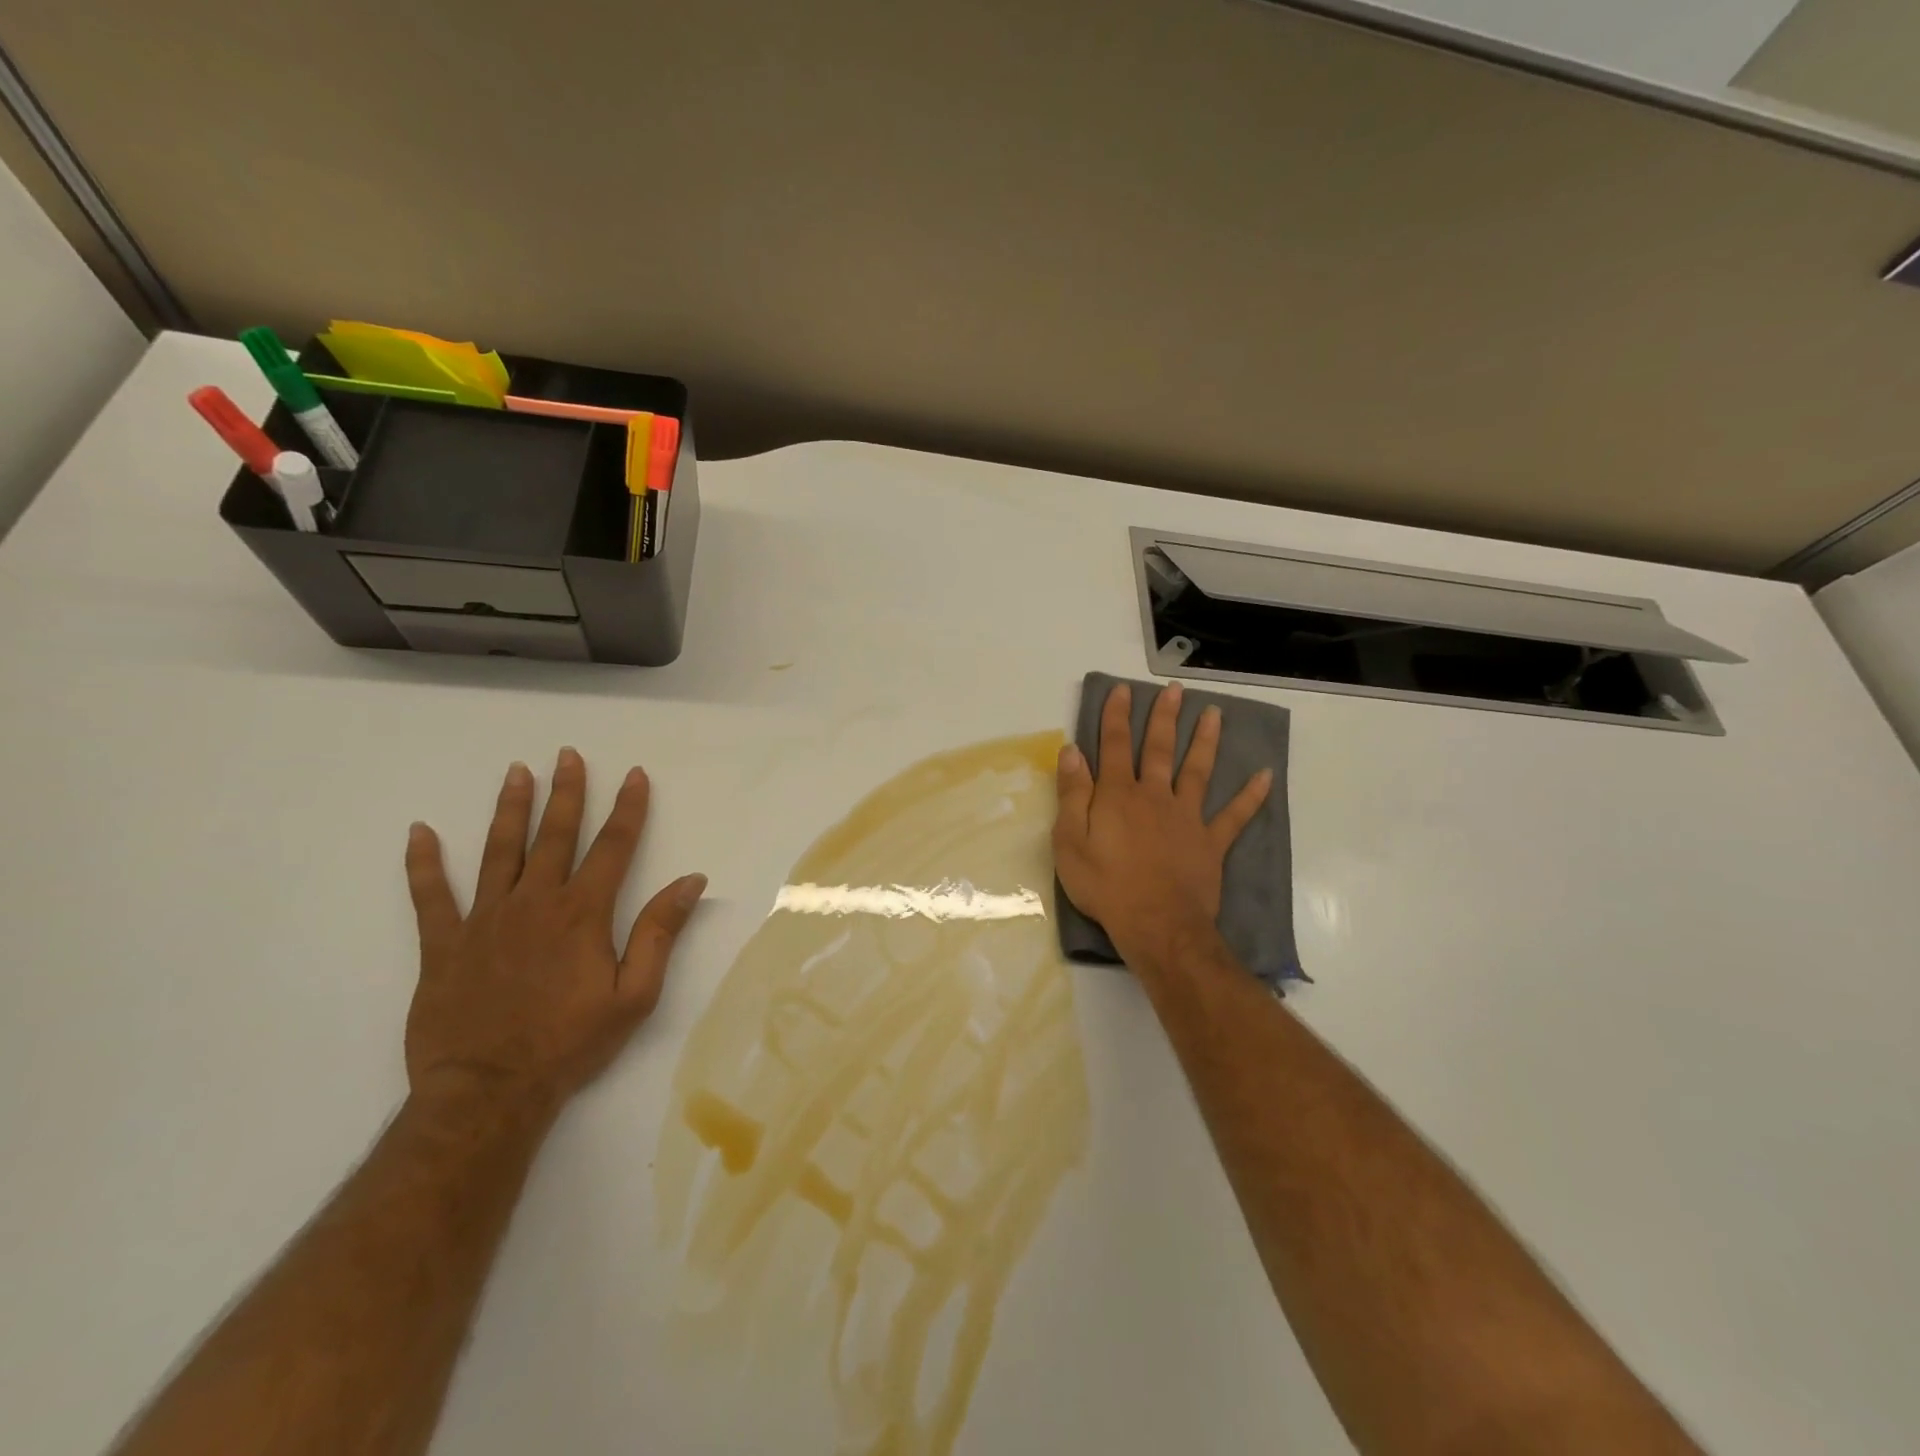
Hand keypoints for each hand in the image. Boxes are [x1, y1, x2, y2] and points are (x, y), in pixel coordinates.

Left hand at [402, 748, 706, 1125]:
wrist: (489, 1091)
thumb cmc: (570, 1043)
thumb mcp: (635, 994)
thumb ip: (660, 932)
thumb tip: (690, 881)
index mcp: (583, 914)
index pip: (613, 847)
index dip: (627, 808)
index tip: (634, 775)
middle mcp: (535, 902)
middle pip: (554, 835)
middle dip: (566, 792)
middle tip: (568, 755)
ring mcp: (484, 919)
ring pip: (498, 851)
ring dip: (510, 808)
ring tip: (516, 772)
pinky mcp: (443, 944)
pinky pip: (430, 896)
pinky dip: (423, 864)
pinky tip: (419, 833)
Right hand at [1053, 682, 1269, 969]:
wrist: (1157, 924)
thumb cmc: (1105, 885)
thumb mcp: (1070, 841)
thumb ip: (1072, 794)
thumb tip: (1072, 752)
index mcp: (1118, 795)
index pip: (1114, 746)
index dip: (1116, 716)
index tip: (1122, 690)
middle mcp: (1155, 796)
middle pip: (1159, 748)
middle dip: (1164, 717)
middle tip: (1174, 690)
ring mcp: (1187, 817)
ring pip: (1198, 770)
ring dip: (1206, 740)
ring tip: (1214, 714)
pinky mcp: (1211, 842)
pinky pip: (1235, 816)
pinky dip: (1251, 796)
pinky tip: (1265, 775)